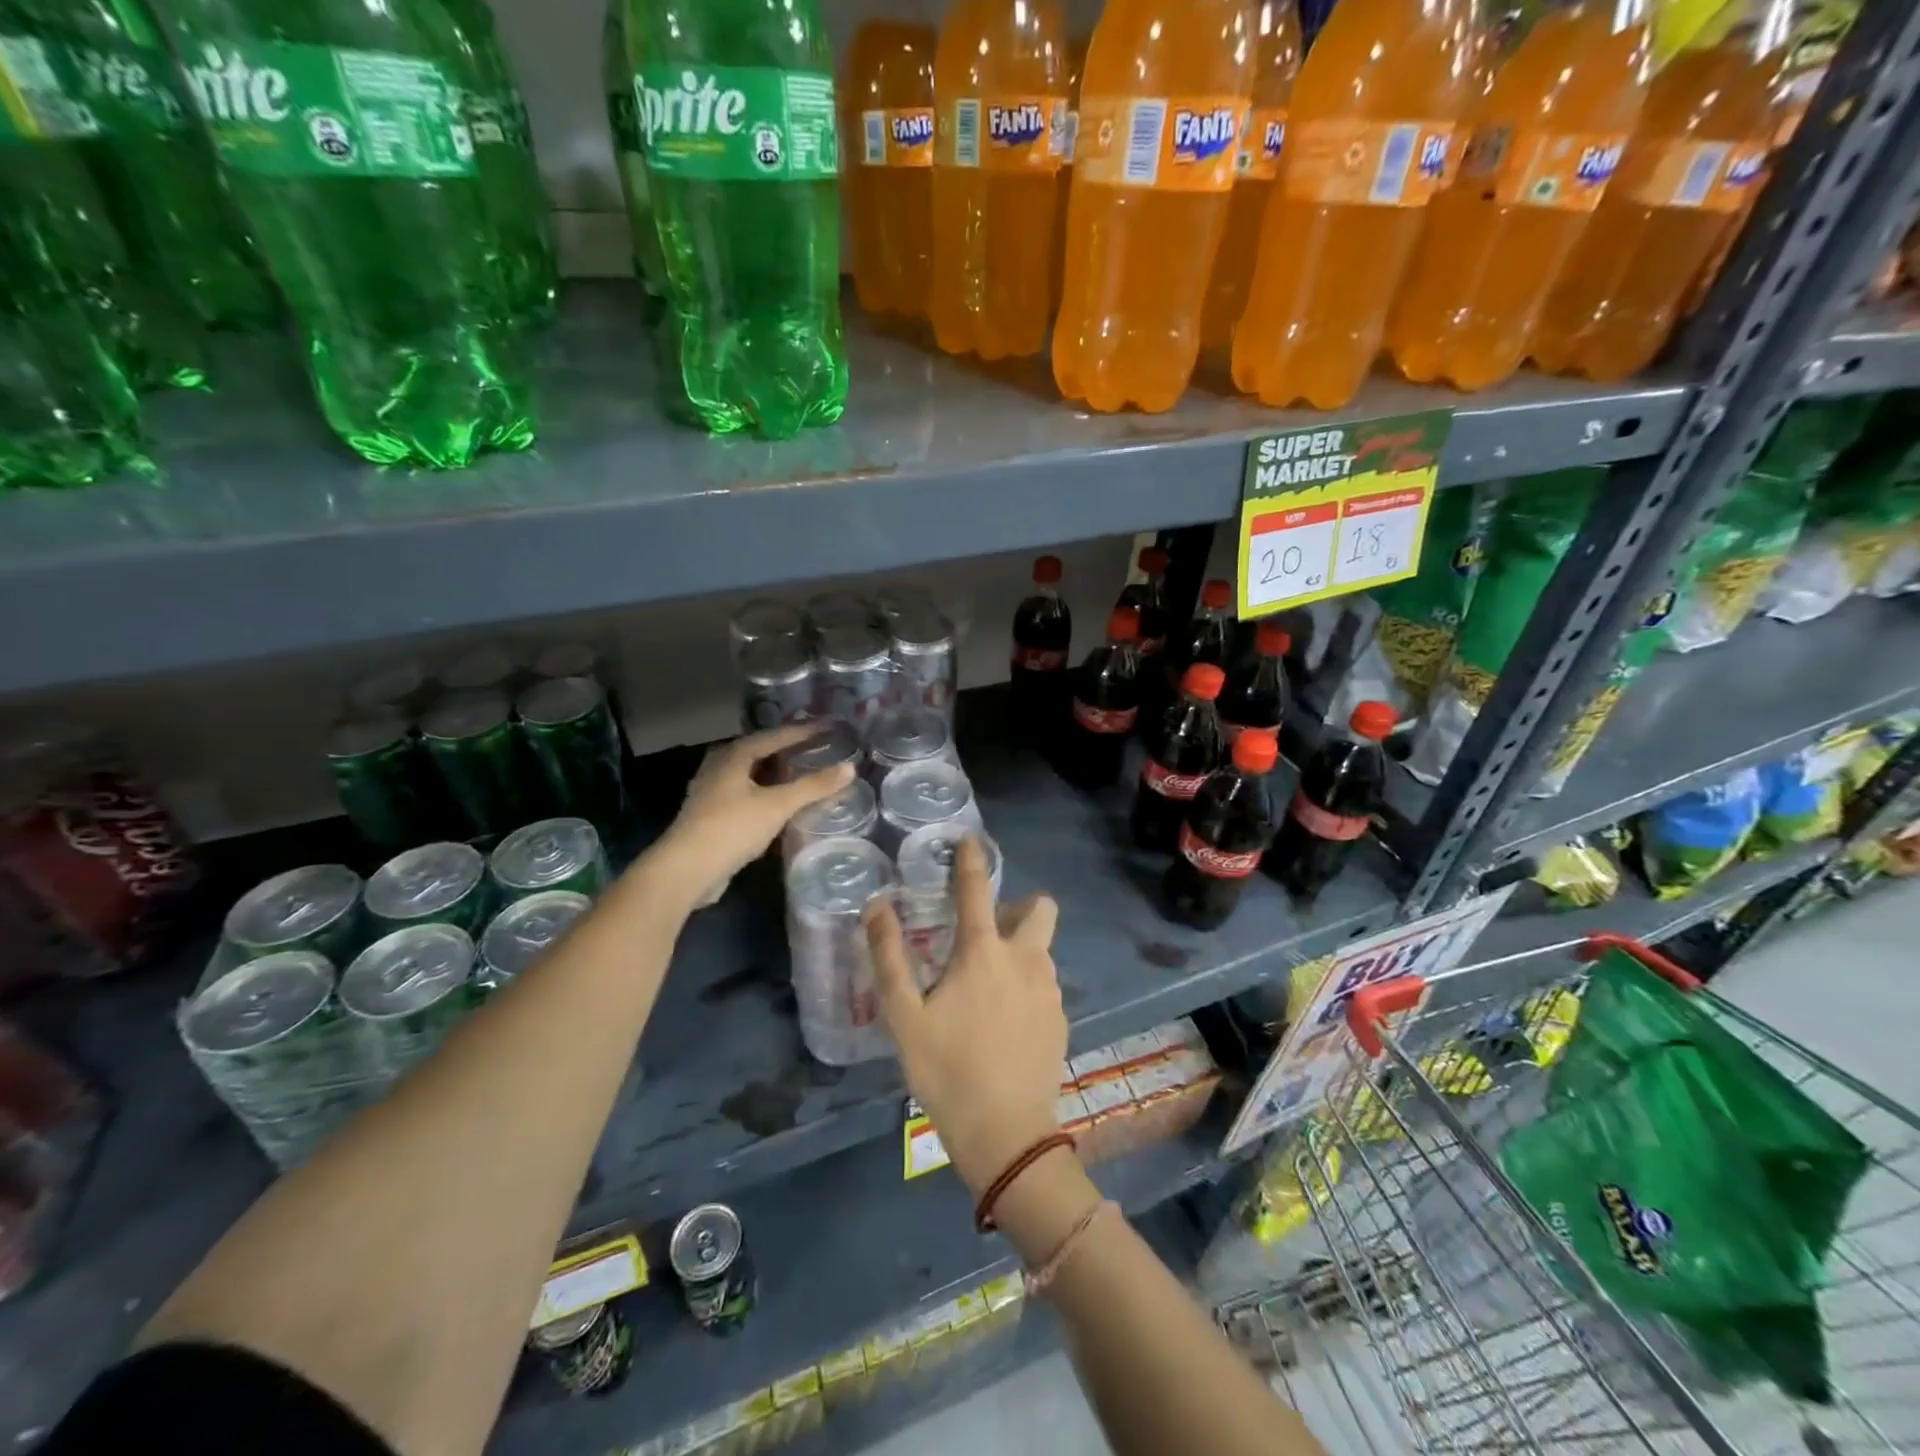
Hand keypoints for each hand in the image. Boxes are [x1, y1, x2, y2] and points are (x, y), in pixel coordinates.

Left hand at [649, 723, 853, 906]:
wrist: (686, 870)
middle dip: (788, 748)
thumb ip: (814, 786)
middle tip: (818, 746)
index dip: (805, 730)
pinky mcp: (711, 815)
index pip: (776, 735)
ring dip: (777, 772)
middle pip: (760, 750)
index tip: (831, 726)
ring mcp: (712, 791)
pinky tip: (781, 803)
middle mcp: (719, 766)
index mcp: (733, 755)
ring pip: (752, 773)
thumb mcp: (778, 805)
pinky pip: (746, 793)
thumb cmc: (732, 828)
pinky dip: (767, 792)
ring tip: (804, 771)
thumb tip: (850, 767)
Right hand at [867, 839, 1064, 1197]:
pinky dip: (1027, 983)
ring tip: (988, 983)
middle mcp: (1025, 960)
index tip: (969, 840)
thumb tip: (877, 906)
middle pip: (1040, 908)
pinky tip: (1005, 1019)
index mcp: (983, 953)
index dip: (971, 860)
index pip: (977, 889)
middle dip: (1018, 906)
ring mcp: (1050, 989)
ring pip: (1042, 948)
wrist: (1007, 1134)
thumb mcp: (904, 1018)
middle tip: (986, 931)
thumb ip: (889, 957)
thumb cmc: (947, 1071)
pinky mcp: (1061, 1017)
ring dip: (1020, 948)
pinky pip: (1045, 982)